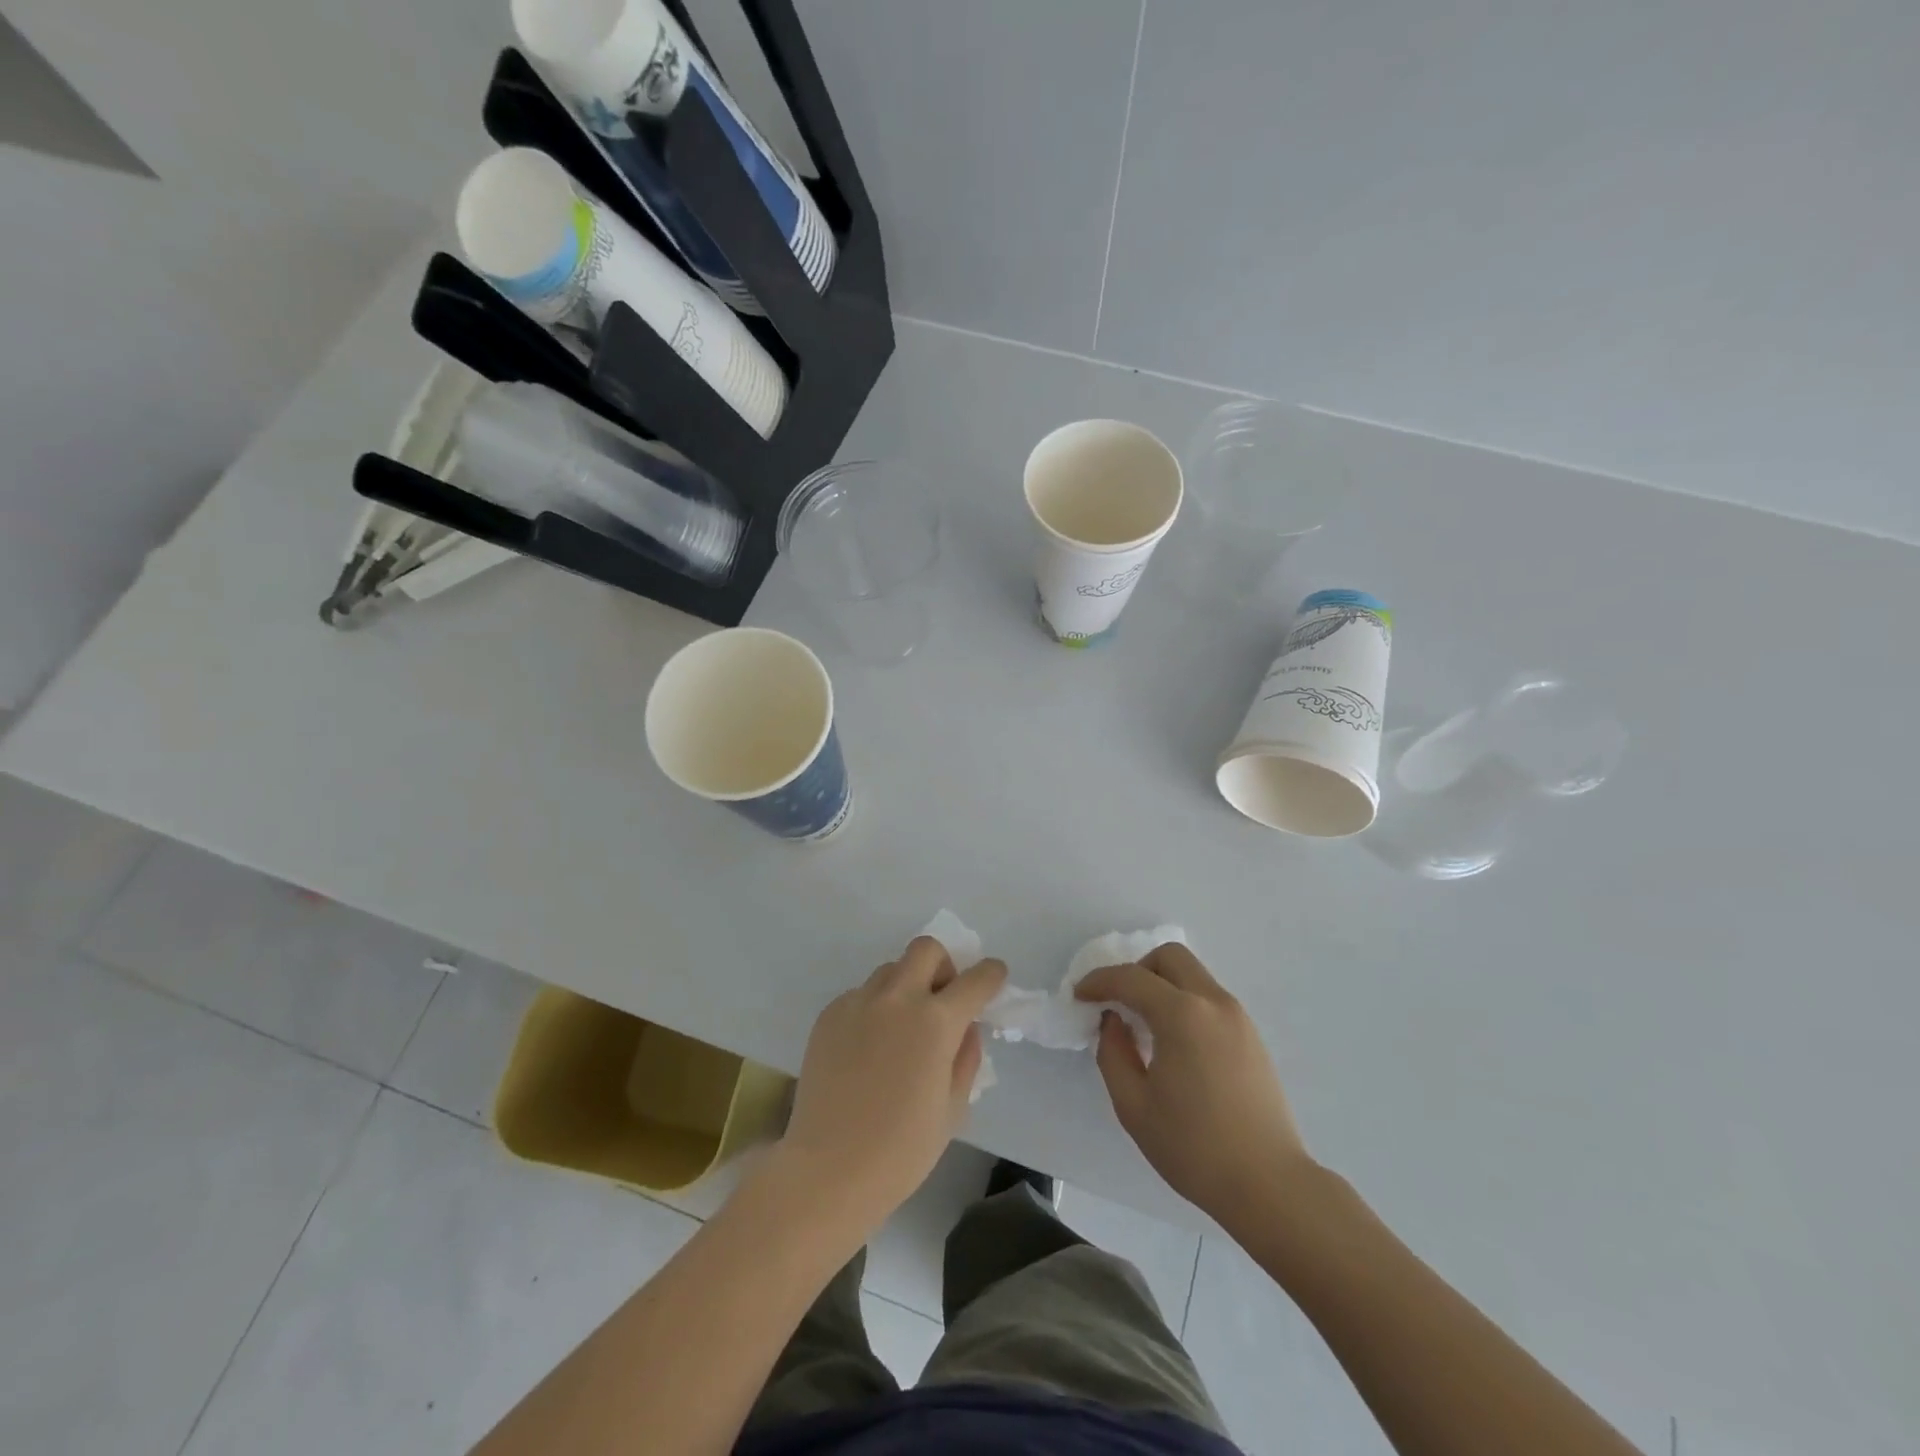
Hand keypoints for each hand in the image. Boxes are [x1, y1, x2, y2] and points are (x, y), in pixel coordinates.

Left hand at [781, 937, 1006, 1232]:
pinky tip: (869, 1049)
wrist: (827, 1170)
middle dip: (945, 965)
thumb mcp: (953, 1108)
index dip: (991, 975)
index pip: (976, 979)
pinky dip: (875, 1008)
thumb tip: (966, 1028)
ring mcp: (859, 1002)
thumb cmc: (901, 1150)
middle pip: (927, 949)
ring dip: (907, 986)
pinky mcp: (830, 1014)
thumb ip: (966, 1057)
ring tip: (902, 1029)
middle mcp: (898, 998)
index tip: (994, 977)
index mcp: (936, 1022)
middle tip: (942, 1000)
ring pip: (891, 970)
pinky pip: (862, 994)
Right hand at [1076, 944, 1311, 1221]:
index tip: (1079, 996)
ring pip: (1193, 975)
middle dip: (1136, 970)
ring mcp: (1238, 1017)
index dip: (1098, 981)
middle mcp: (1213, 1002)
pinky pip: (1209, 999)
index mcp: (1182, 1015)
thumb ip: (1113, 1053)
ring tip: (1144, 1025)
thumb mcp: (1133, 1105)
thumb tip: (1114, 1021)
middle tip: (1118, 1002)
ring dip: (1162, 985)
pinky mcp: (1252, 1036)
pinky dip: (1184, 1002)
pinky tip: (1174, 1042)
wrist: (1269, 1185)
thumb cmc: (1194, 1148)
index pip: (1131, 978)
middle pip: (1169, 957)